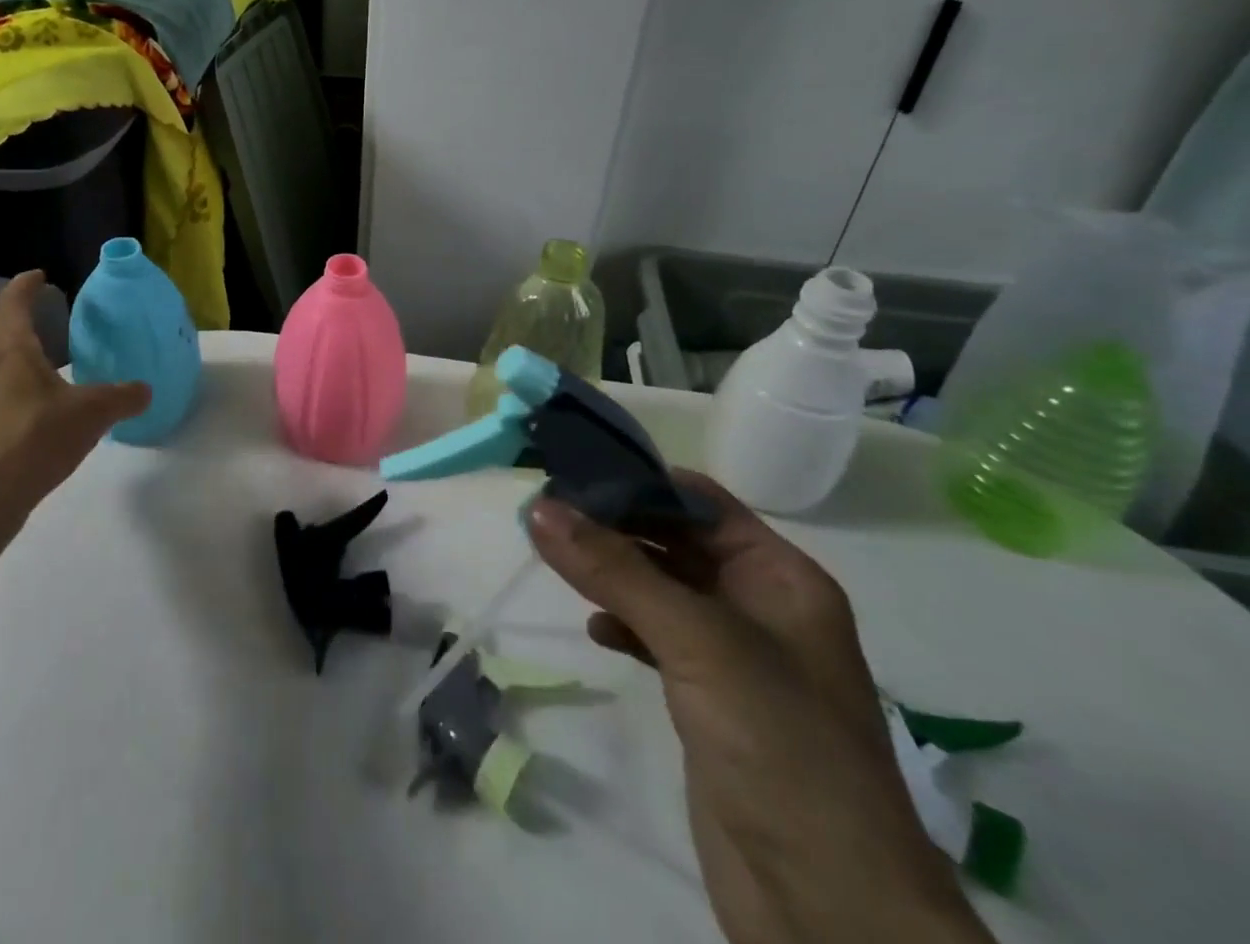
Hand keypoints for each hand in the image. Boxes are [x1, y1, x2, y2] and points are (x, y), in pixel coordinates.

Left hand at [0, 271, 148, 520]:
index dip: (25, 286)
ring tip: (25, 360)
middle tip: (33, 319)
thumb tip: (145, 390)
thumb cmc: (37, 437)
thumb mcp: (93, 413)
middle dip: (7, 318)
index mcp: (12, 350)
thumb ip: (122, 397)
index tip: (39, 277)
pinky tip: (21, 403)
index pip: (13, 304)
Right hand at [528, 474, 990, 943]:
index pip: (699, 501)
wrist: (832, 909)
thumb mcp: (696, 640)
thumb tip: (539, 506)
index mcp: (779, 577)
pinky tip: (594, 629)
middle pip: (675, 540)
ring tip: (554, 559)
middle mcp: (760, 606)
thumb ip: (615, 569)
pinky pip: (656, 637)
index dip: (637, 481)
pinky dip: (623, 624)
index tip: (568, 472)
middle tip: (546, 513)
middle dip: (615, 525)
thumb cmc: (779, 744)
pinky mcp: (710, 700)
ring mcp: (735, 656)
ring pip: (661, 588)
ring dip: (612, 573)